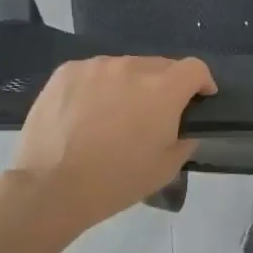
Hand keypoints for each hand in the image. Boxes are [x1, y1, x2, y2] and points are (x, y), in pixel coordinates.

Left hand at [8, 56, 216, 231]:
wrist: (50, 187)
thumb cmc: (115, 182)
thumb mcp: (165, 169)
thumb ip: (184, 140)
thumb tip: (183, 127)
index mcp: (163, 90)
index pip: (195, 68)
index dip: (202, 82)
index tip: (198, 100)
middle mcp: (132, 67)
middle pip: (160, 66)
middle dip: (164, 86)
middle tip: (152, 115)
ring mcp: (97, 66)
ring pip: (125, 68)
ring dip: (129, 85)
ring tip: (115, 115)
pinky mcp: (67, 71)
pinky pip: (94, 72)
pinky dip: (99, 87)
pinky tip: (86, 113)